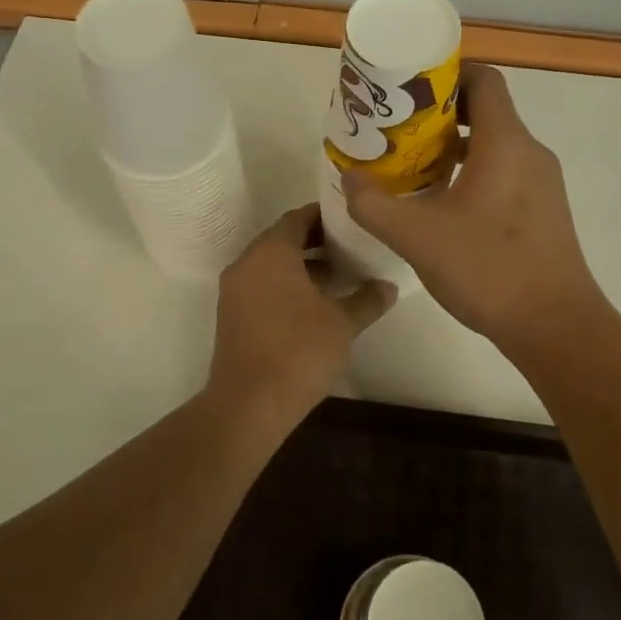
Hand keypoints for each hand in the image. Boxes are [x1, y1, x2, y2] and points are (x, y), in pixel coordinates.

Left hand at [206, 204, 395, 428]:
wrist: (249, 404)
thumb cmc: (299, 352)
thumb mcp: (342, 324)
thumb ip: (367, 299)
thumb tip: (389, 286)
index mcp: (271, 253)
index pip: (298, 217)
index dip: (325, 215)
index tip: (351, 219)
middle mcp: (248, 262)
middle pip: (282, 238)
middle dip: (315, 239)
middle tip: (350, 245)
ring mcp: (234, 289)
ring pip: (271, 262)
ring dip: (301, 263)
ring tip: (338, 274)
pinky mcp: (231, 313)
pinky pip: (261, 283)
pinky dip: (285, 282)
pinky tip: (314, 302)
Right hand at [343, 64, 602, 347]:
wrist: (555, 326)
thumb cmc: (488, 268)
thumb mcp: (417, 236)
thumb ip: (374, 204)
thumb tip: (348, 178)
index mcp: (506, 142)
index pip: (483, 79)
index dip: (446, 74)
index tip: (409, 89)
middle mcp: (530, 152)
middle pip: (487, 110)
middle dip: (441, 114)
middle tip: (399, 129)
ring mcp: (542, 183)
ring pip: (495, 145)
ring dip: (456, 147)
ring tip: (414, 164)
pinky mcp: (544, 211)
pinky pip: (505, 172)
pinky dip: (474, 172)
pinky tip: (444, 203)